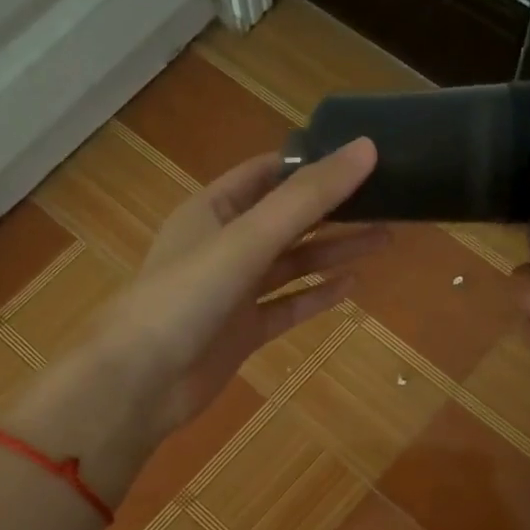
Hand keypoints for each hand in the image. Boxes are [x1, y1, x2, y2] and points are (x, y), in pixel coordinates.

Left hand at [115, 139, 385, 432]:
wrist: (140, 381)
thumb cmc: (186, 296)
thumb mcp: (247, 239)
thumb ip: (306, 199)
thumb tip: (366, 149)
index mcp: (212, 210)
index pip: (266, 174)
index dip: (309, 163)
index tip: (358, 156)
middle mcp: (223, 246)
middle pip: (286, 220)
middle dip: (332, 210)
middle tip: (388, 200)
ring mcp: (233, 293)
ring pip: (291, 265)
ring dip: (333, 252)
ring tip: (384, 238)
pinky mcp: (242, 332)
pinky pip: (286, 307)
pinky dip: (316, 296)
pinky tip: (352, 286)